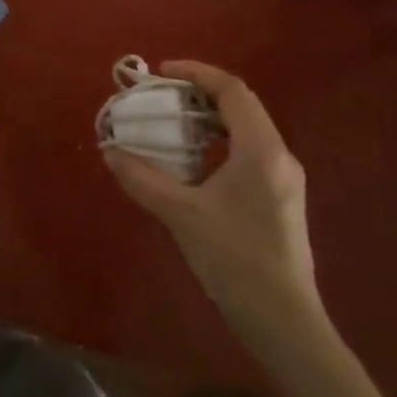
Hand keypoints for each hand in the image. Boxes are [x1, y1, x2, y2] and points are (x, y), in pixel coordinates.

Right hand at [105, 60, 323, 347]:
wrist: (285, 324)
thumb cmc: (235, 260)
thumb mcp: (182, 215)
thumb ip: (143, 179)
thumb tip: (110, 152)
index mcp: (261, 150)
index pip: (231, 90)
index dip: (196, 73)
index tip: (162, 72)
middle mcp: (279, 156)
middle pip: (241, 106)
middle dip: (200, 93)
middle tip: (163, 96)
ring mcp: (285, 179)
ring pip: (247, 130)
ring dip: (210, 119)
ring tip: (174, 124)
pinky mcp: (282, 200)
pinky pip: (250, 152)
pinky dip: (220, 143)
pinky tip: (196, 163)